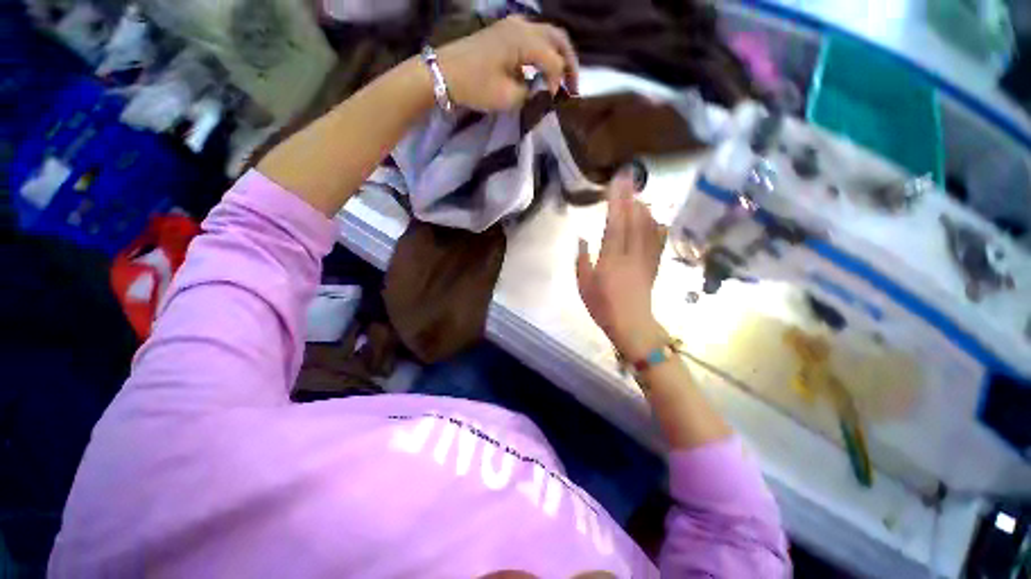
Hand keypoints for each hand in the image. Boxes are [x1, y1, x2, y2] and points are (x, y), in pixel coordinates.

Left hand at [435, 15, 578, 111]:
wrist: (445, 72)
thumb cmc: (475, 85)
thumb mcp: (507, 97)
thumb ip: (531, 93)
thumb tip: (542, 90)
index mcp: (524, 40)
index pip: (554, 60)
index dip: (559, 82)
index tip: (554, 100)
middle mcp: (522, 26)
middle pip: (558, 39)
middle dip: (569, 63)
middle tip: (573, 86)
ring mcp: (513, 25)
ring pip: (547, 35)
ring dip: (557, 56)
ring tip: (560, 78)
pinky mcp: (505, 31)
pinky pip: (534, 37)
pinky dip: (544, 52)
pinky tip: (542, 68)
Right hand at [576, 175, 667, 359]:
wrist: (632, 324)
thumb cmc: (603, 306)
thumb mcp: (584, 285)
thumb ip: (582, 260)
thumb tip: (582, 238)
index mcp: (611, 258)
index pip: (615, 223)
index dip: (616, 200)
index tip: (616, 181)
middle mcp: (630, 253)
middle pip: (632, 219)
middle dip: (630, 196)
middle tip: (629, 176)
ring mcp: (645, 258)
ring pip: (647, 227)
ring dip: (643, 207)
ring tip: (639, 193)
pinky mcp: (653, 265)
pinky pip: (656, 240)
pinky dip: (656, 225)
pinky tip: (656, 217)